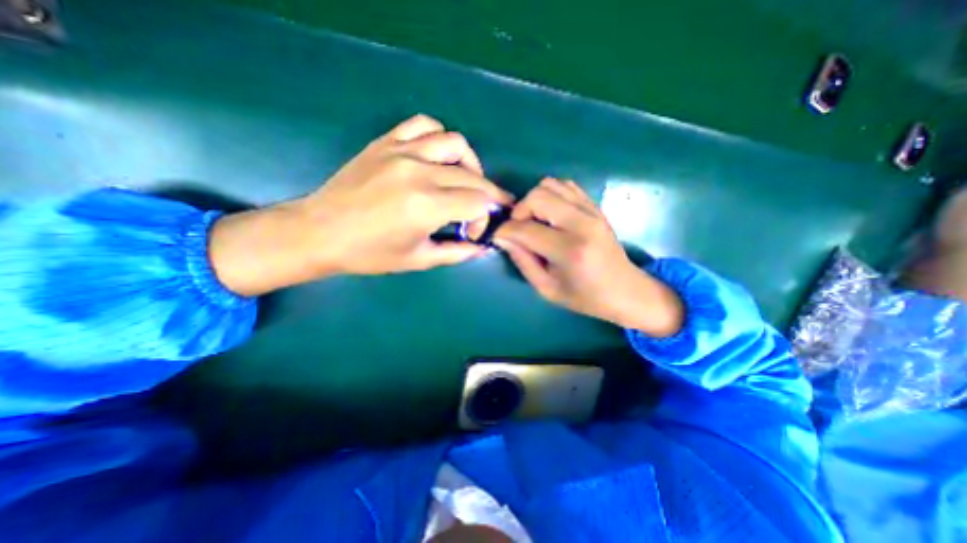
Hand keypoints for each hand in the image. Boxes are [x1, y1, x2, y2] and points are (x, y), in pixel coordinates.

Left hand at [210, 114, 512, 295]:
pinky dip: (439, 137)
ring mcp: (402, 152)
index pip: (478, 202)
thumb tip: (482, 248)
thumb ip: (457, 253)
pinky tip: (438, 156)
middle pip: (472, 175)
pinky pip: (423, 125)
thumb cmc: (369, 253)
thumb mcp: (418, 260)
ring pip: (455, 143)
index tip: (477, 231)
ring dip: (470, 163)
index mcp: (427, 207)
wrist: (319, 232)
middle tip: (484, 210)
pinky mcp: (386, 142)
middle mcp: (419, 173)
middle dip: (487, 194)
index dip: (487, 217)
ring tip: (465, 181)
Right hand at [495, 178, 682, 336]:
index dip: (504, 231)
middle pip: (537, 196)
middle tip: (518, 230)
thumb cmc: (585, 297)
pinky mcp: (595, 206)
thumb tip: (502, 238)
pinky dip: (551, 195)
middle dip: (519, 211)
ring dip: (534, 201)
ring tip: (534, 222)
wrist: (626, 290)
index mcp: (570, 251)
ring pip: (550, 185)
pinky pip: (565, 186)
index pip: (525, 229)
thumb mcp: (547, 289)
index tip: (498, 237)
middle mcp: (582, 224)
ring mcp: (591, 211)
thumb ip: (522, 261)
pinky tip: (550, 215)